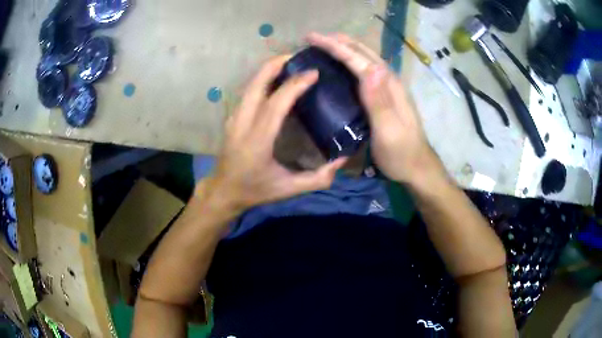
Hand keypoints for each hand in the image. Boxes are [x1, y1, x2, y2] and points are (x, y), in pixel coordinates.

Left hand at [197, 56, 346, 214]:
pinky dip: (263, 80)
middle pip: (256, 83)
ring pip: (250, 84)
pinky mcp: (233, 118)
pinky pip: (248, 92)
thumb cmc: (255, 190)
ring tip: (290, 64)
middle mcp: (242, 123)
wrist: (223, 191)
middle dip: (276, 64)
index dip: (295, 84)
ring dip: (269, 70)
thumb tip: (342, 160)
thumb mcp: (289, 189)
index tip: (313, 73)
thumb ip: (318, 178)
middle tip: (298, 56)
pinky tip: (277, 80)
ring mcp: (234, 118)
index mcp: (257, 140)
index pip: (275, 103)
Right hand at [307, 33, 441, 184]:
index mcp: (389, 86)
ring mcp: (389, 88)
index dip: (336, 46)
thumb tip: (370, 69)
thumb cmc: (400, 153)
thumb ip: (379, 102)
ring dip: (345, 48)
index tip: (312, 38)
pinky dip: (351, 62)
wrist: (417, 168)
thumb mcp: (388, 132)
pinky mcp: (385, 96)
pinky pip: (365, 71)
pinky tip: (342, 66)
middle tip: (314, 38)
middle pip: (364, 53)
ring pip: (365, 60)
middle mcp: (390, 81)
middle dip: (339, 41)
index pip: (359, 59)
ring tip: (325, 45)